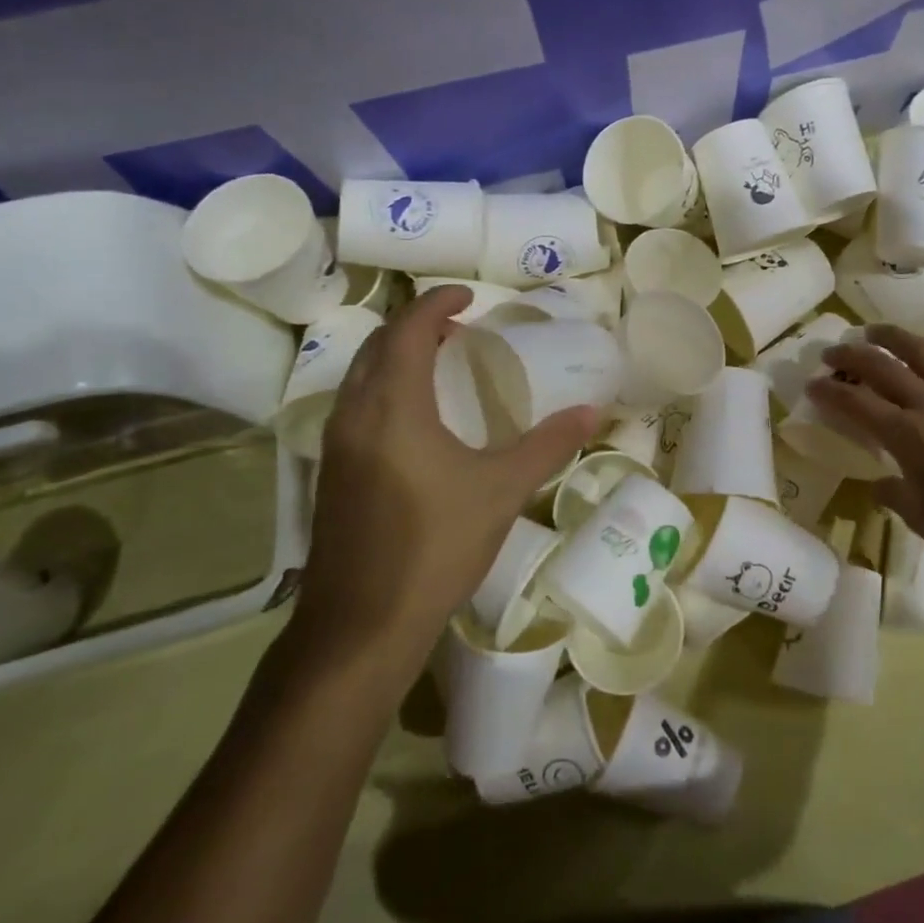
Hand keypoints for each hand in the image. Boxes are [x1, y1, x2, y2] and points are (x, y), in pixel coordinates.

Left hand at [293, 286, 597, 666]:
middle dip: (415, 326)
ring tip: (440, 362)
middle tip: (458, 327)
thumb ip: (547, 445)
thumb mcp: (502, 490)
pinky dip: (384, 388)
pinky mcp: (331, 474)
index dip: (436, 304)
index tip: (469, 296)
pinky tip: (415, 418)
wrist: (361, 625)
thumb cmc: (435, 546)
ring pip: (360, 377)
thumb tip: (592, 411)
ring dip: (395, 356)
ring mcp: (335, 447)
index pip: (408, 331)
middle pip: (377, 346)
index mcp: (393, 406)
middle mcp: (354, 415)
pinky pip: (355, 407)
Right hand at [807, 323, 923, 574]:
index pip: (859, 404)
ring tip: (872, 331)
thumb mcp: (920, 518)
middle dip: (851, 356)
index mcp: (911, 437)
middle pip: (884, 367)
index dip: (830, 392)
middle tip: (830, 353)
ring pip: (923, 352)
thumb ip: (892, 493)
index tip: (811, 385)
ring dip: (893, 337)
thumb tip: (879, 483)